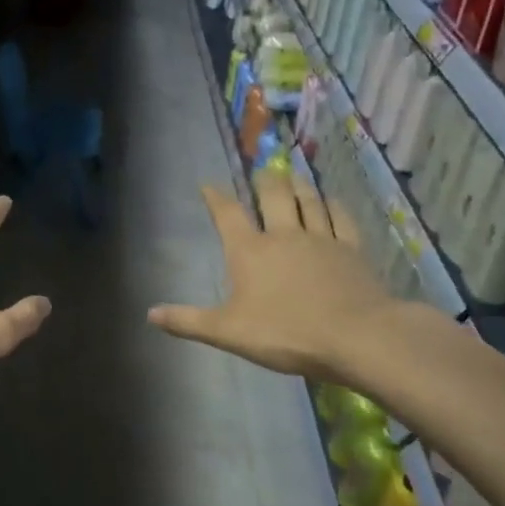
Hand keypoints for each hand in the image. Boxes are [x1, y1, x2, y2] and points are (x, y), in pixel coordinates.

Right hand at [148, 169, 396, 382]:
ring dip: (298, 185)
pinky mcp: (351, 250)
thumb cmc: (285, 333)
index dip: (216, 198)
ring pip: (308, 201)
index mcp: (250, 251)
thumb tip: (149, 313)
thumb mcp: (227, 332)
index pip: (228, 215)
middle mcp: (284, 235)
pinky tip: (331, 200)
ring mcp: (321, 239)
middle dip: (264, 181)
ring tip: (292, 173)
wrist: (355, 336)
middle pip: (273, 197)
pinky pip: (340, 219)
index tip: (208, 185)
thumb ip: (188, 321)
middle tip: (261, 170)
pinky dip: (333, 205)